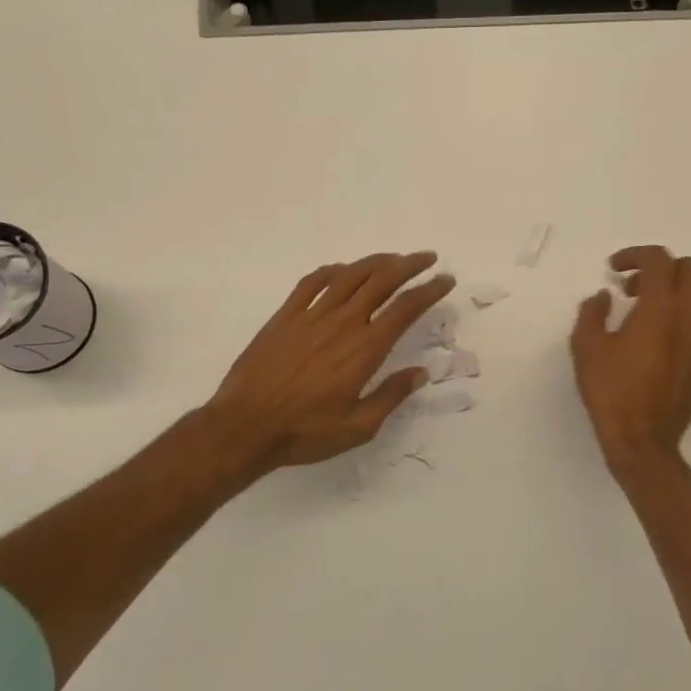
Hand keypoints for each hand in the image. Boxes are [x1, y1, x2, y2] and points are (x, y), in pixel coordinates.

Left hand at [205, 252, 456, 471]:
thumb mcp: (359, 427)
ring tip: (392, 259)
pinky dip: (332, 270)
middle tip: (427, 259)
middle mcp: (343, 322)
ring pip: (350, 275)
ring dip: (376, 262)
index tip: (445, 280)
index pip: (406, 308)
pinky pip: (312, 282)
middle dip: (409, 265)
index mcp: (365, 348)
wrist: (245, 426)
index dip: (430, 290)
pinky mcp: (285, 316)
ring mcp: (311, 315)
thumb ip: (391, 396)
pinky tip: (342, 270)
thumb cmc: (305, 432)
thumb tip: (420, 373)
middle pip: (382, 280)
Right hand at [570, 245, 690, 473]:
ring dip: (663, 297)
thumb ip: (591, 313)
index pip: (660, 260)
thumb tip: (602, 298)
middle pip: (689, 270)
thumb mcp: (586, 348)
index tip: (613, 270)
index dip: (635, 254)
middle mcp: (686, 322)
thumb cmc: (610, 391)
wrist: (643, 444)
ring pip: (690, 302)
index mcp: (659, 311)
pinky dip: (668, 325)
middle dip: (659, 268)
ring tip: (630, 319)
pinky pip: (688, 331)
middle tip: (629, 286)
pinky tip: (643, 352)